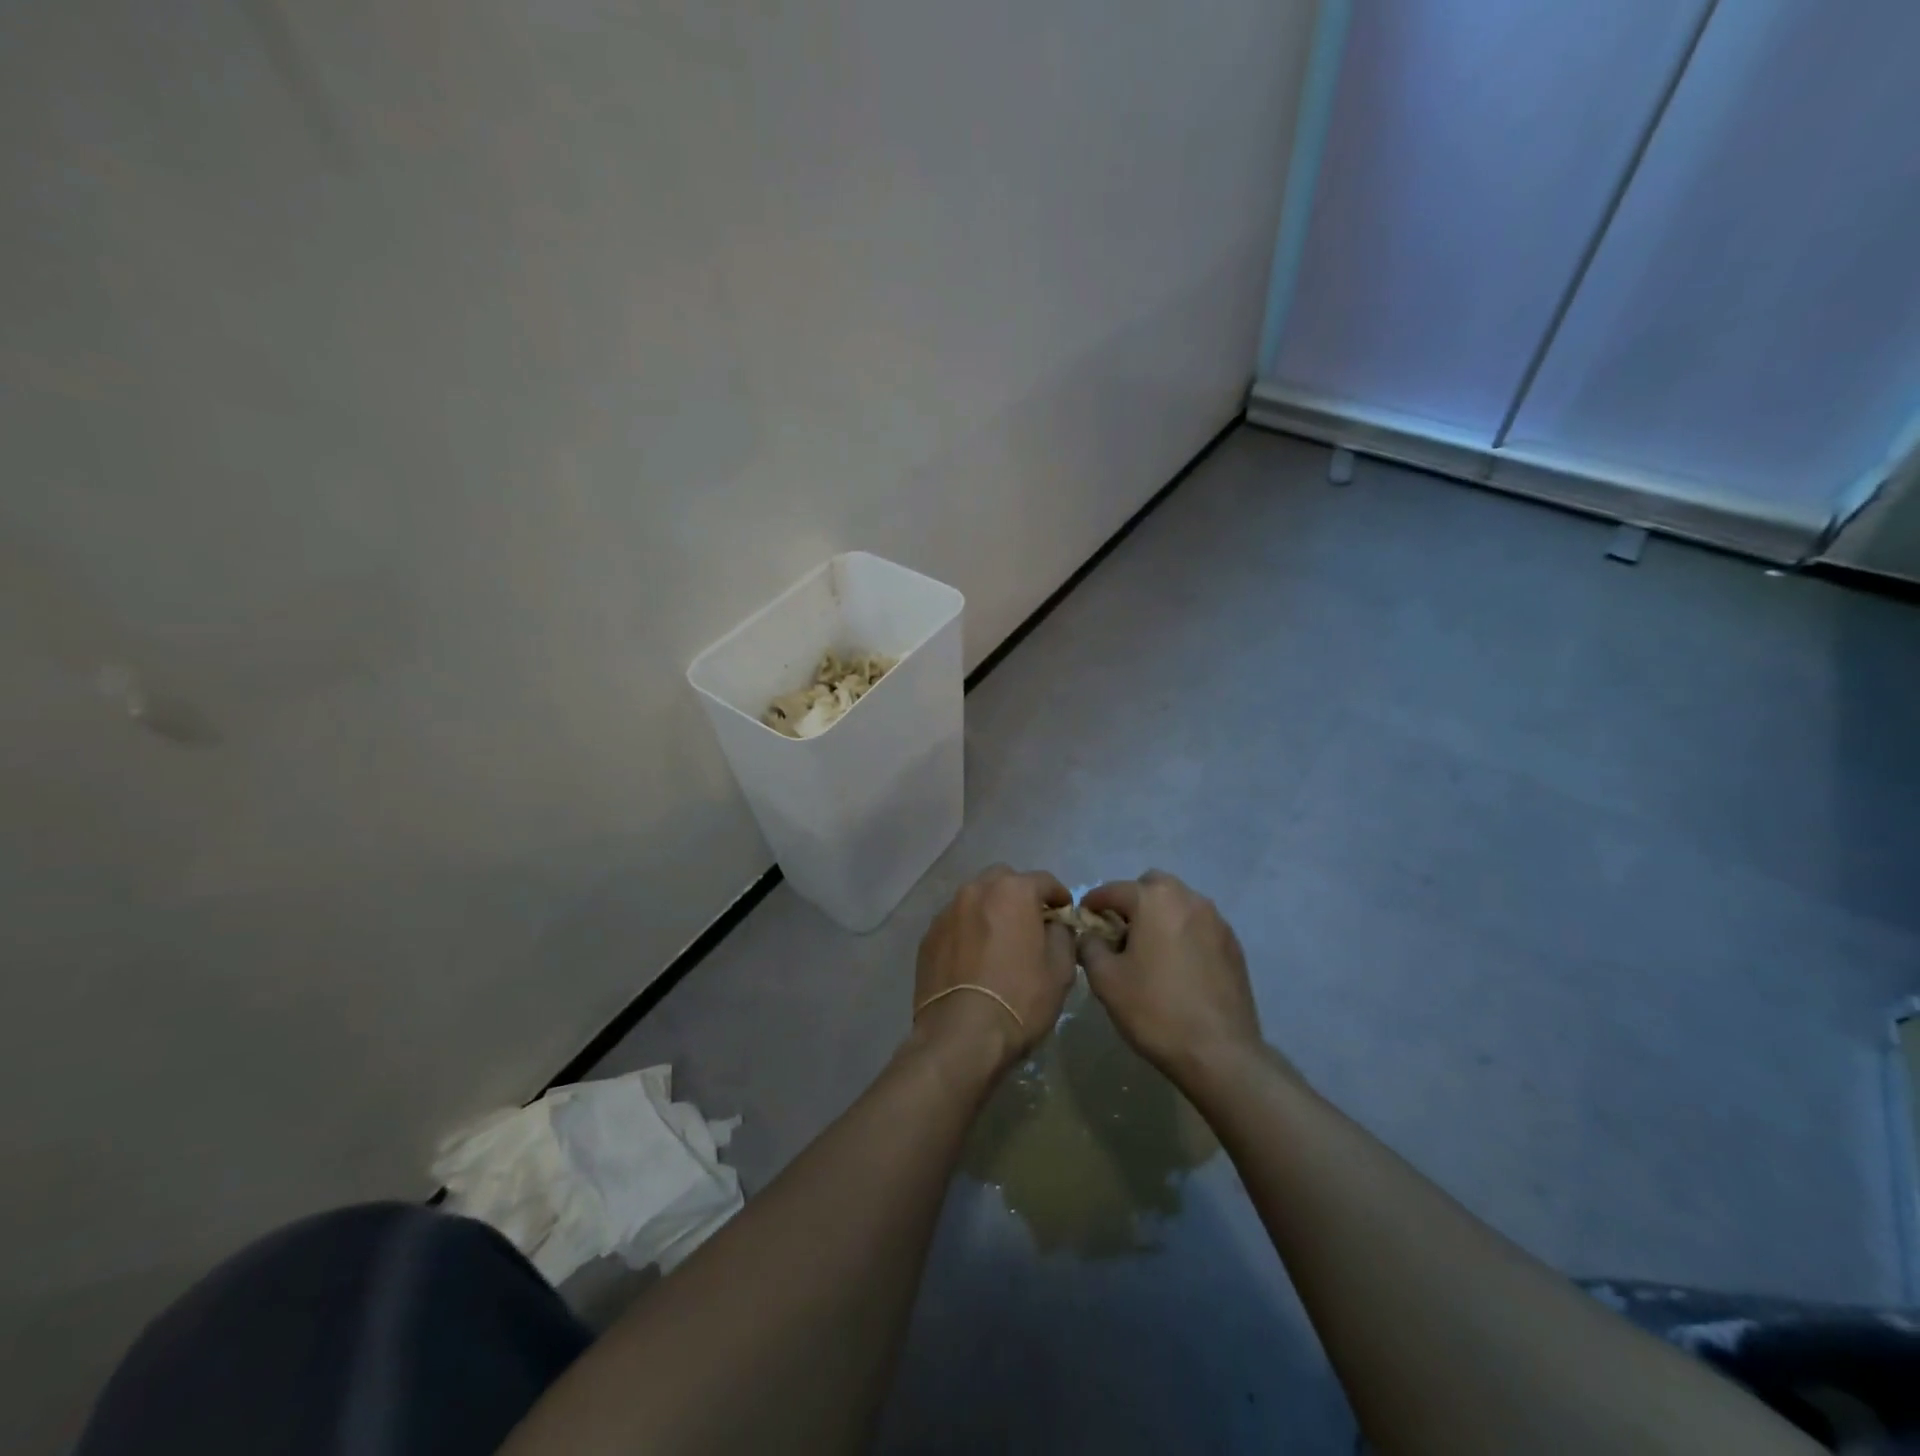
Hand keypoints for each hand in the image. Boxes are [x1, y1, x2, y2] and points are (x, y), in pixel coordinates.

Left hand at [913, 865, 1075, 1072]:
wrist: (961, 1035)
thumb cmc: (1020, 999)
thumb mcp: (1060, 970)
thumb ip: (1062, 935)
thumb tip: (1055, 926)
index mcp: (1012, 891)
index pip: (1043, 880)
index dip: (1059, 896)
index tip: (1065, 913)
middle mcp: (976, 891)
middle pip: (1003, 880)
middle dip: (1019, 895)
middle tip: (1030, 922)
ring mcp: (947, 912)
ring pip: (975, 899)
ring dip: (990, 910)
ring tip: (998, 940)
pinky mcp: (928, 936)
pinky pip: (955, 923)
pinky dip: (967, 931)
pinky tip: (973, 958)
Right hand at [1078, 870, 1262, 1079]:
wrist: (1219, 1053)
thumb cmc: (1154, 1010)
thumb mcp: (1105, 979)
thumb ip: (1089, 946)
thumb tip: (1090, 936)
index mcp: (1154, 900)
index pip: (1114, 890)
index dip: (1093, 902)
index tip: (1083, 918)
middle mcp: (1189, 899)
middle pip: (1152, 886)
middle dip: (1132, 901)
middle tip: (1119, 931)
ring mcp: (1216, 921)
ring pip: (1179, 903)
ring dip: (1160, 915)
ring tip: (1148, 949)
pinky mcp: (1234, 946)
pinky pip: (1199, 926)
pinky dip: (1182, 933)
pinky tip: (1176, 966)